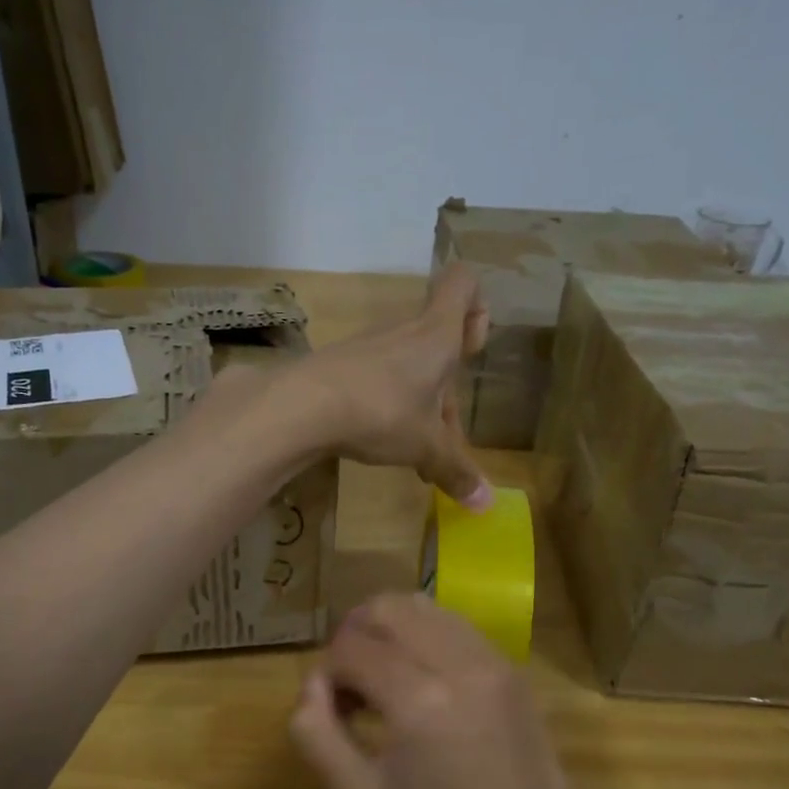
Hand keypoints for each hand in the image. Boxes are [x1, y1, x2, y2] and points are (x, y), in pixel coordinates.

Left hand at [287, 265, 491, 507]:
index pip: (463, 284)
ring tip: (415, 450)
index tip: (474, 347)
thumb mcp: (426, 447)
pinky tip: (379, 442)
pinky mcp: (341, 364)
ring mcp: (369, 346)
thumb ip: (456, 471)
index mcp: (436, 336)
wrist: (302, 406)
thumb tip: (486, 504)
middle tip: (447, 435)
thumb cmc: (381, 412)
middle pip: (438, 342)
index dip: (477, 306)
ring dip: (419, 403)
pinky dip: (387, 405)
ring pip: (408, 366)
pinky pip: (378, 379)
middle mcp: (405, 331)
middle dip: (449, 388)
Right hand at [289, 593, 617, 788]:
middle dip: (356, 634)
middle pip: (388, 607)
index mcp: (419, 700)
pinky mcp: (512, 669)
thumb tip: (312, 685)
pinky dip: (427, 637)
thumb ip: (318, 734)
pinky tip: (424, 681)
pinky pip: (457, 627)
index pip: (351, 647)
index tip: (332, 707)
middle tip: (351, 681)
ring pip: (424, 607)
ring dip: (392, 630)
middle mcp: (459, 664)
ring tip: (385, 676)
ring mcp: (493, 661)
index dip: (328, 671)